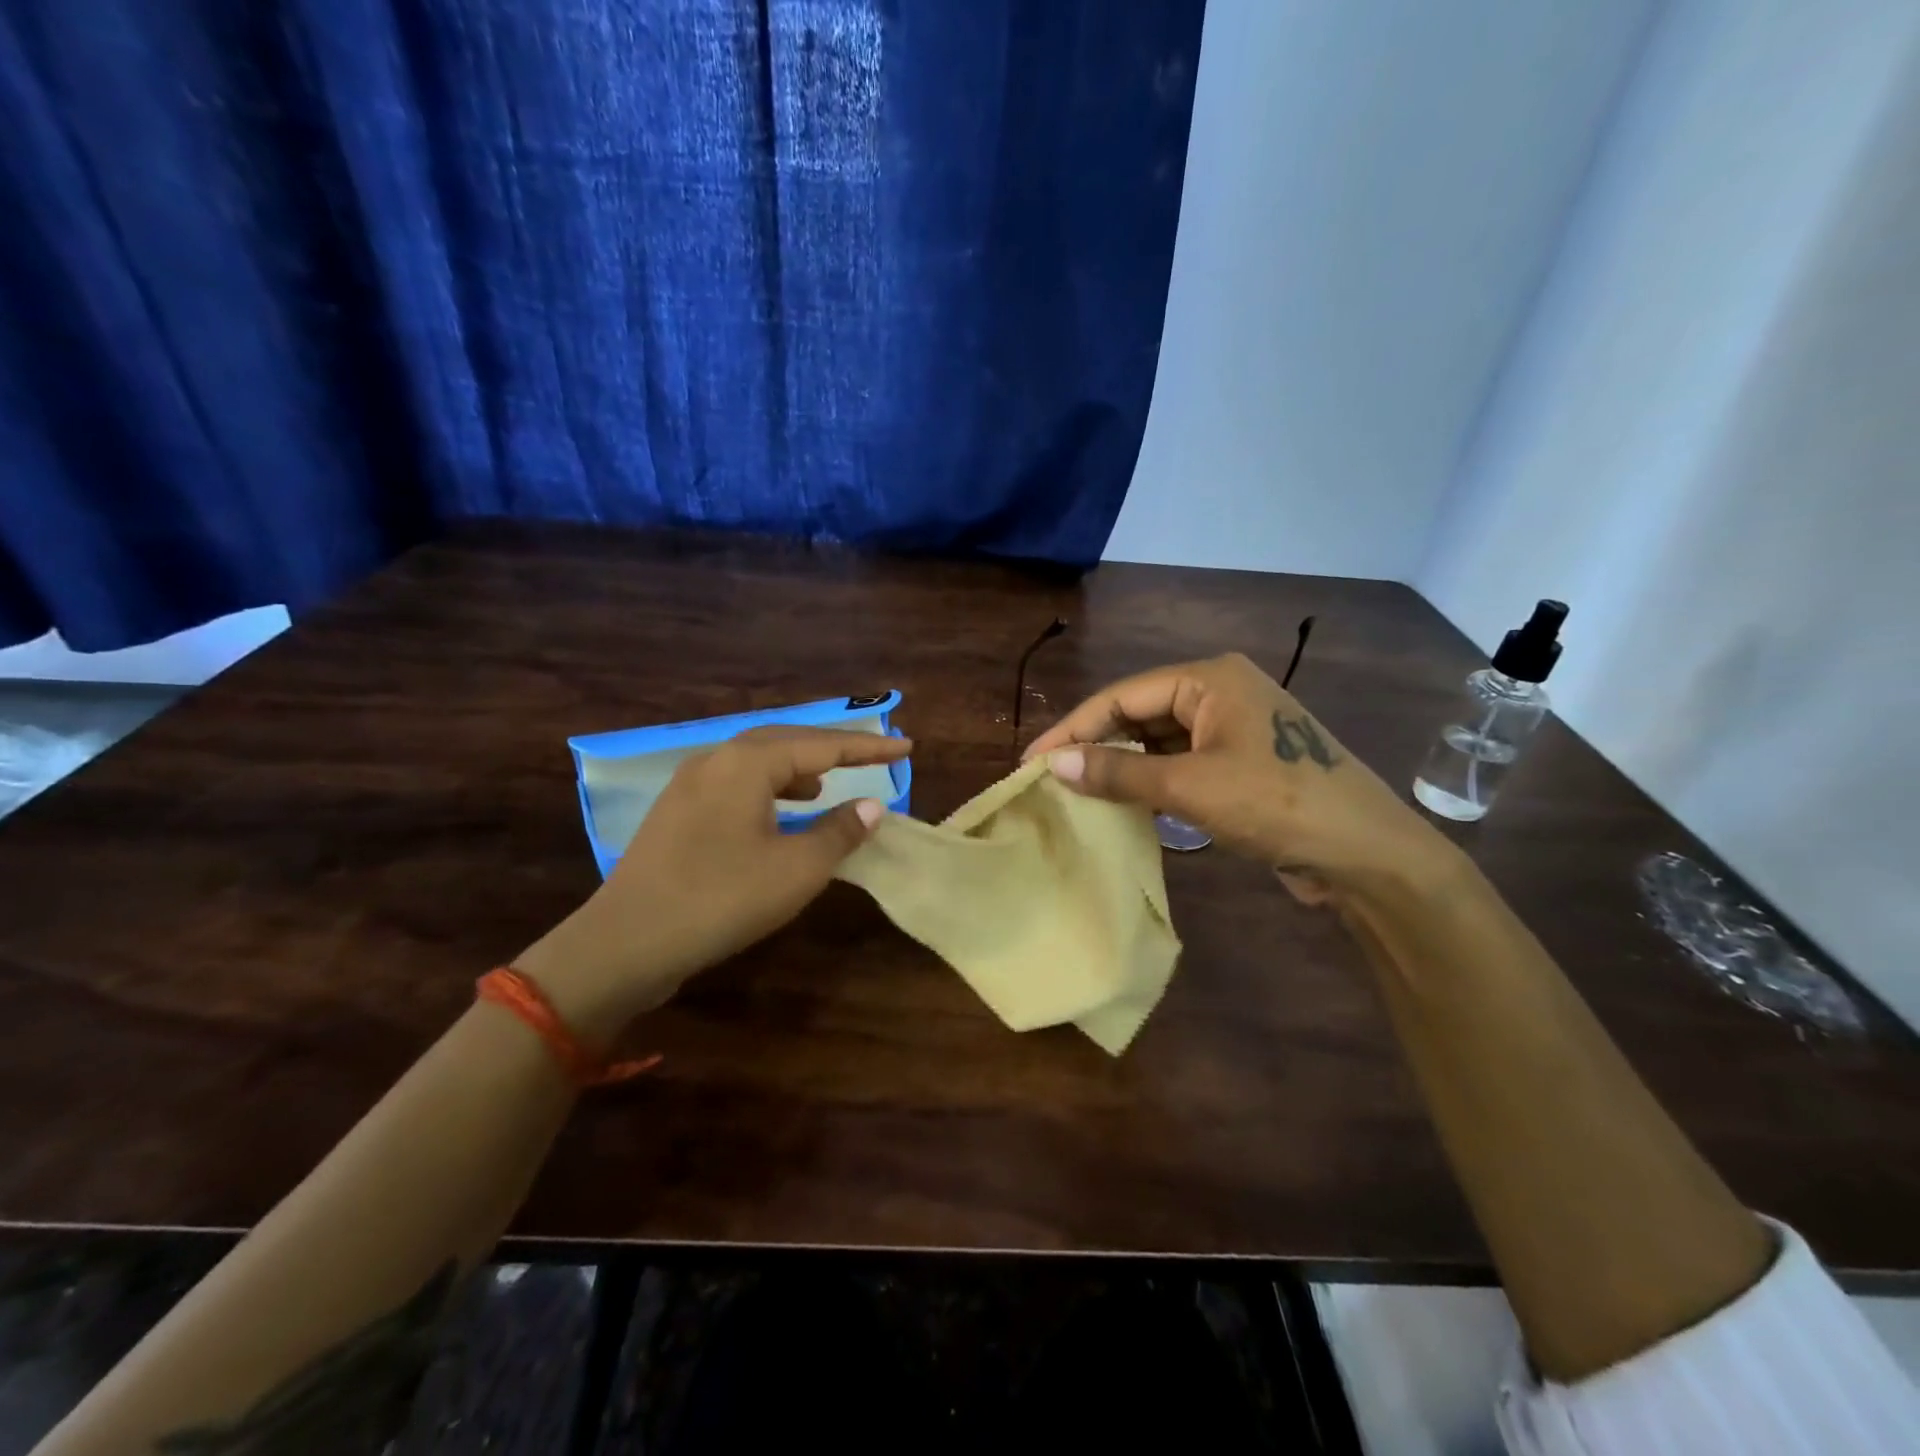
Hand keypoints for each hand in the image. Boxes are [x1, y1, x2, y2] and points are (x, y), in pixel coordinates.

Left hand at [515, 726, 909, 1043]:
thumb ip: (839, 832)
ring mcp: (689, 784)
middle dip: (831, 750)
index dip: (868, 747)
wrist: (625, 943)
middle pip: (786, 742)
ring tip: (825, 786)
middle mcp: (715, 760)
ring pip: (756, 761)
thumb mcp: (795, 870)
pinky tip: (778, 814)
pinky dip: (769, 789)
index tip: (906, 746)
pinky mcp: (676, 812)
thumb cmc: (720, 900)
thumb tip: (870, 807)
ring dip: (797, 768)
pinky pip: (735, 783)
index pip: (822, 744)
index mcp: (746, 763)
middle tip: (870, 759)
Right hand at [1024, 653, 1458, 900]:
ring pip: (1159, 740)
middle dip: (1096, 745)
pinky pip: (1181, 761)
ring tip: (1077, 792)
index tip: (1031, 760)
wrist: (1367, 854)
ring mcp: (1234, 726)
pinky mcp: (1242, 761)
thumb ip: (1118, 773)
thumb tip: (1051, 764)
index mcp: (1210, 678)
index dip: (1073, 728)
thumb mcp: (1190, 787)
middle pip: (1140, 713)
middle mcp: (1220, 691)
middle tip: (1050, 778)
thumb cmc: (1277, 804)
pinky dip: (1151, 780)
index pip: (1123, 695)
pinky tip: (1125, 802)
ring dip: (1122, 765)